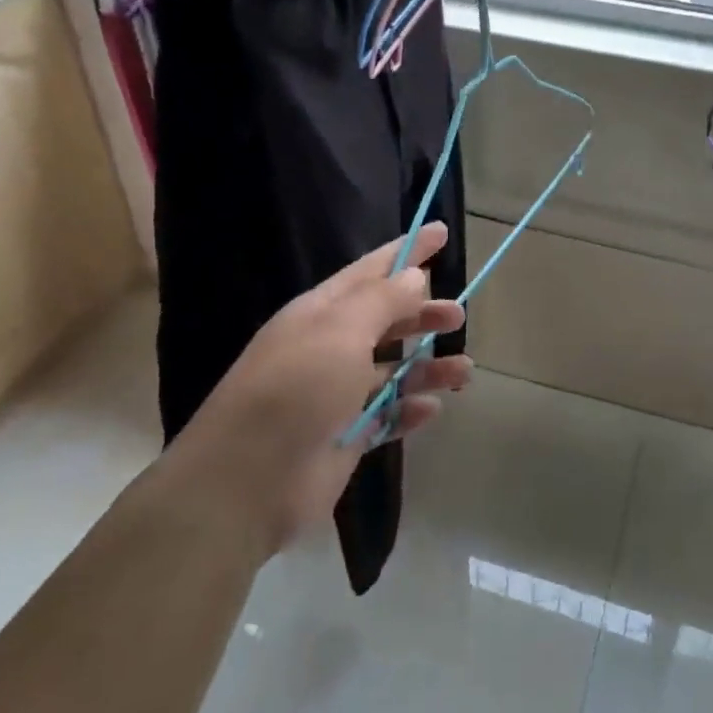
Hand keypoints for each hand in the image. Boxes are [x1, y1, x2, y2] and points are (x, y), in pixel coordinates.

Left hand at [166, 223, 471, 560]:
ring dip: (429, 367)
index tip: (442, 232)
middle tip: (459, 316)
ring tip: (464, 372)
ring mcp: (338, 393)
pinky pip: (388, 414)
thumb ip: (382, 301)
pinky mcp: (347, 434)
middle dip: (424, 313)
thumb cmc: (296, 389)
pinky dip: (410, 409)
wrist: (248, 480)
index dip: (407, 250)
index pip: (372, 269)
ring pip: (395, 369)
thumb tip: (414, 275)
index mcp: (322, 312)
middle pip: (387, 320)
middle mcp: (330, 347)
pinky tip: (431, 409)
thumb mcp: (341, 332)